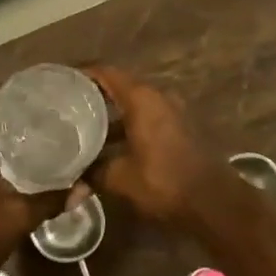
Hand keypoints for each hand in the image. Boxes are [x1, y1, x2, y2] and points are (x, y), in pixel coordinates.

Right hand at [82, 66, 241, 230]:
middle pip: (120, 86)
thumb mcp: (120, 179)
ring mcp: (174, 111)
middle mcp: (159, 96)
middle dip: (93, 96)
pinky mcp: (181, 127)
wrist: (216, 202)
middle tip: (66, 107)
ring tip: (84, 128)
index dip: (82, 74)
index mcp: (142, 98)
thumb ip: (93, 174)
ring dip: (112, 115)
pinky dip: (128, 125)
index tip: (60, 82)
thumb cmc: (165, 183)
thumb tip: (70, 184)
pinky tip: (112, 146)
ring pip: (134, 105)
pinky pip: (148, 117)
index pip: (106, 73)